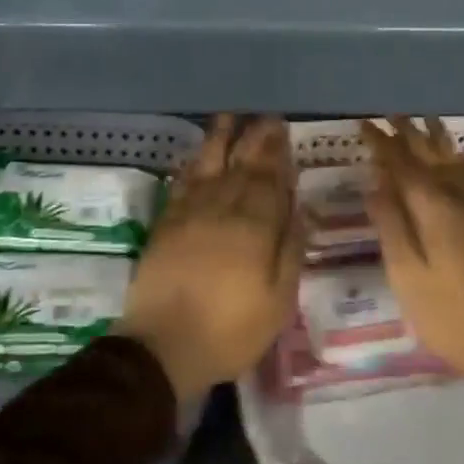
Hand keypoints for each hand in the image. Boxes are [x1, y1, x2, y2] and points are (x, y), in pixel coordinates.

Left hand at [115, 115, 300, 404]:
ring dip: (221, 139)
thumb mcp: (278, 301)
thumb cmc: (230, 331)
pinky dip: (193, 164)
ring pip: (210, 165)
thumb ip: (291, 250)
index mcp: (255, 228)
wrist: (162, 347)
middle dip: (256, 139)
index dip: (278, 154)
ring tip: (230, 117)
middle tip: (266, 118)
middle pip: (243, 166)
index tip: (283, 130)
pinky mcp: (166, 223)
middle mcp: (223, 209)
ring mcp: (191, 213)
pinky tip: (199, 154)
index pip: (270, 181)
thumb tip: (301, 208)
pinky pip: (183, 183)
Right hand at [362, 117, 463, 408]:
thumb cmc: (450, 316)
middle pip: (430, 156)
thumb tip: (375, 183)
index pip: (401, 164)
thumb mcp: (407, 275)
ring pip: (455, 162)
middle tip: (389, 114)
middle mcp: (459, 199)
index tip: (364, 123)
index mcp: (433, 208)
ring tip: (424, 120)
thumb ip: (391, 225)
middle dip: (408, 134)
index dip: (381, 143)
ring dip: (437, 140)